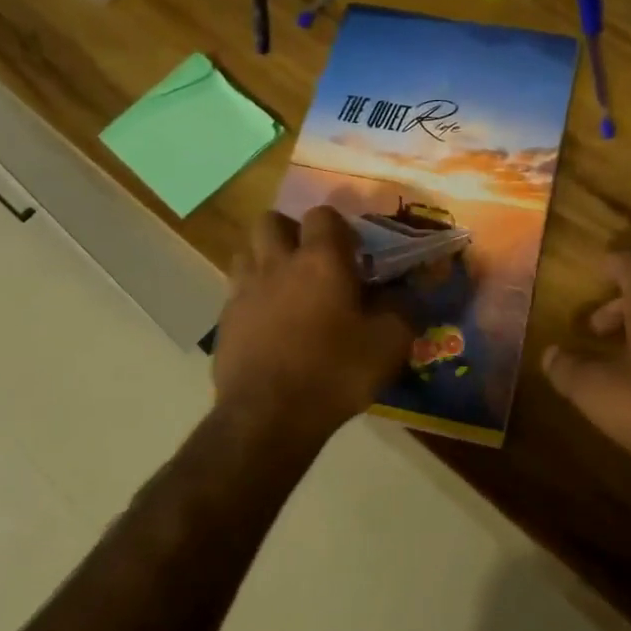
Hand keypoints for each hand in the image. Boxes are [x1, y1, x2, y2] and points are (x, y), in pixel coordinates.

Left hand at [214, 207, 414, 443]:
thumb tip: (406, 291)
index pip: (323, 214)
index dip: (338, 227)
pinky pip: (236, 290)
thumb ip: (403, 308)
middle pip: (272, 221)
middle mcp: (277, 263)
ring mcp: (244, 289)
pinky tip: (267, 324)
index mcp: (320, 260)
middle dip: (290, 232)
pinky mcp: (224, 319)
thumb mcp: (389, 343)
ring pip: (247, 251)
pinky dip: (251, 296)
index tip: (353, 253)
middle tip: (310, 261)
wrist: (269, 416)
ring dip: (265, 259)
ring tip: (285, 287)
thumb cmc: (335, 372)